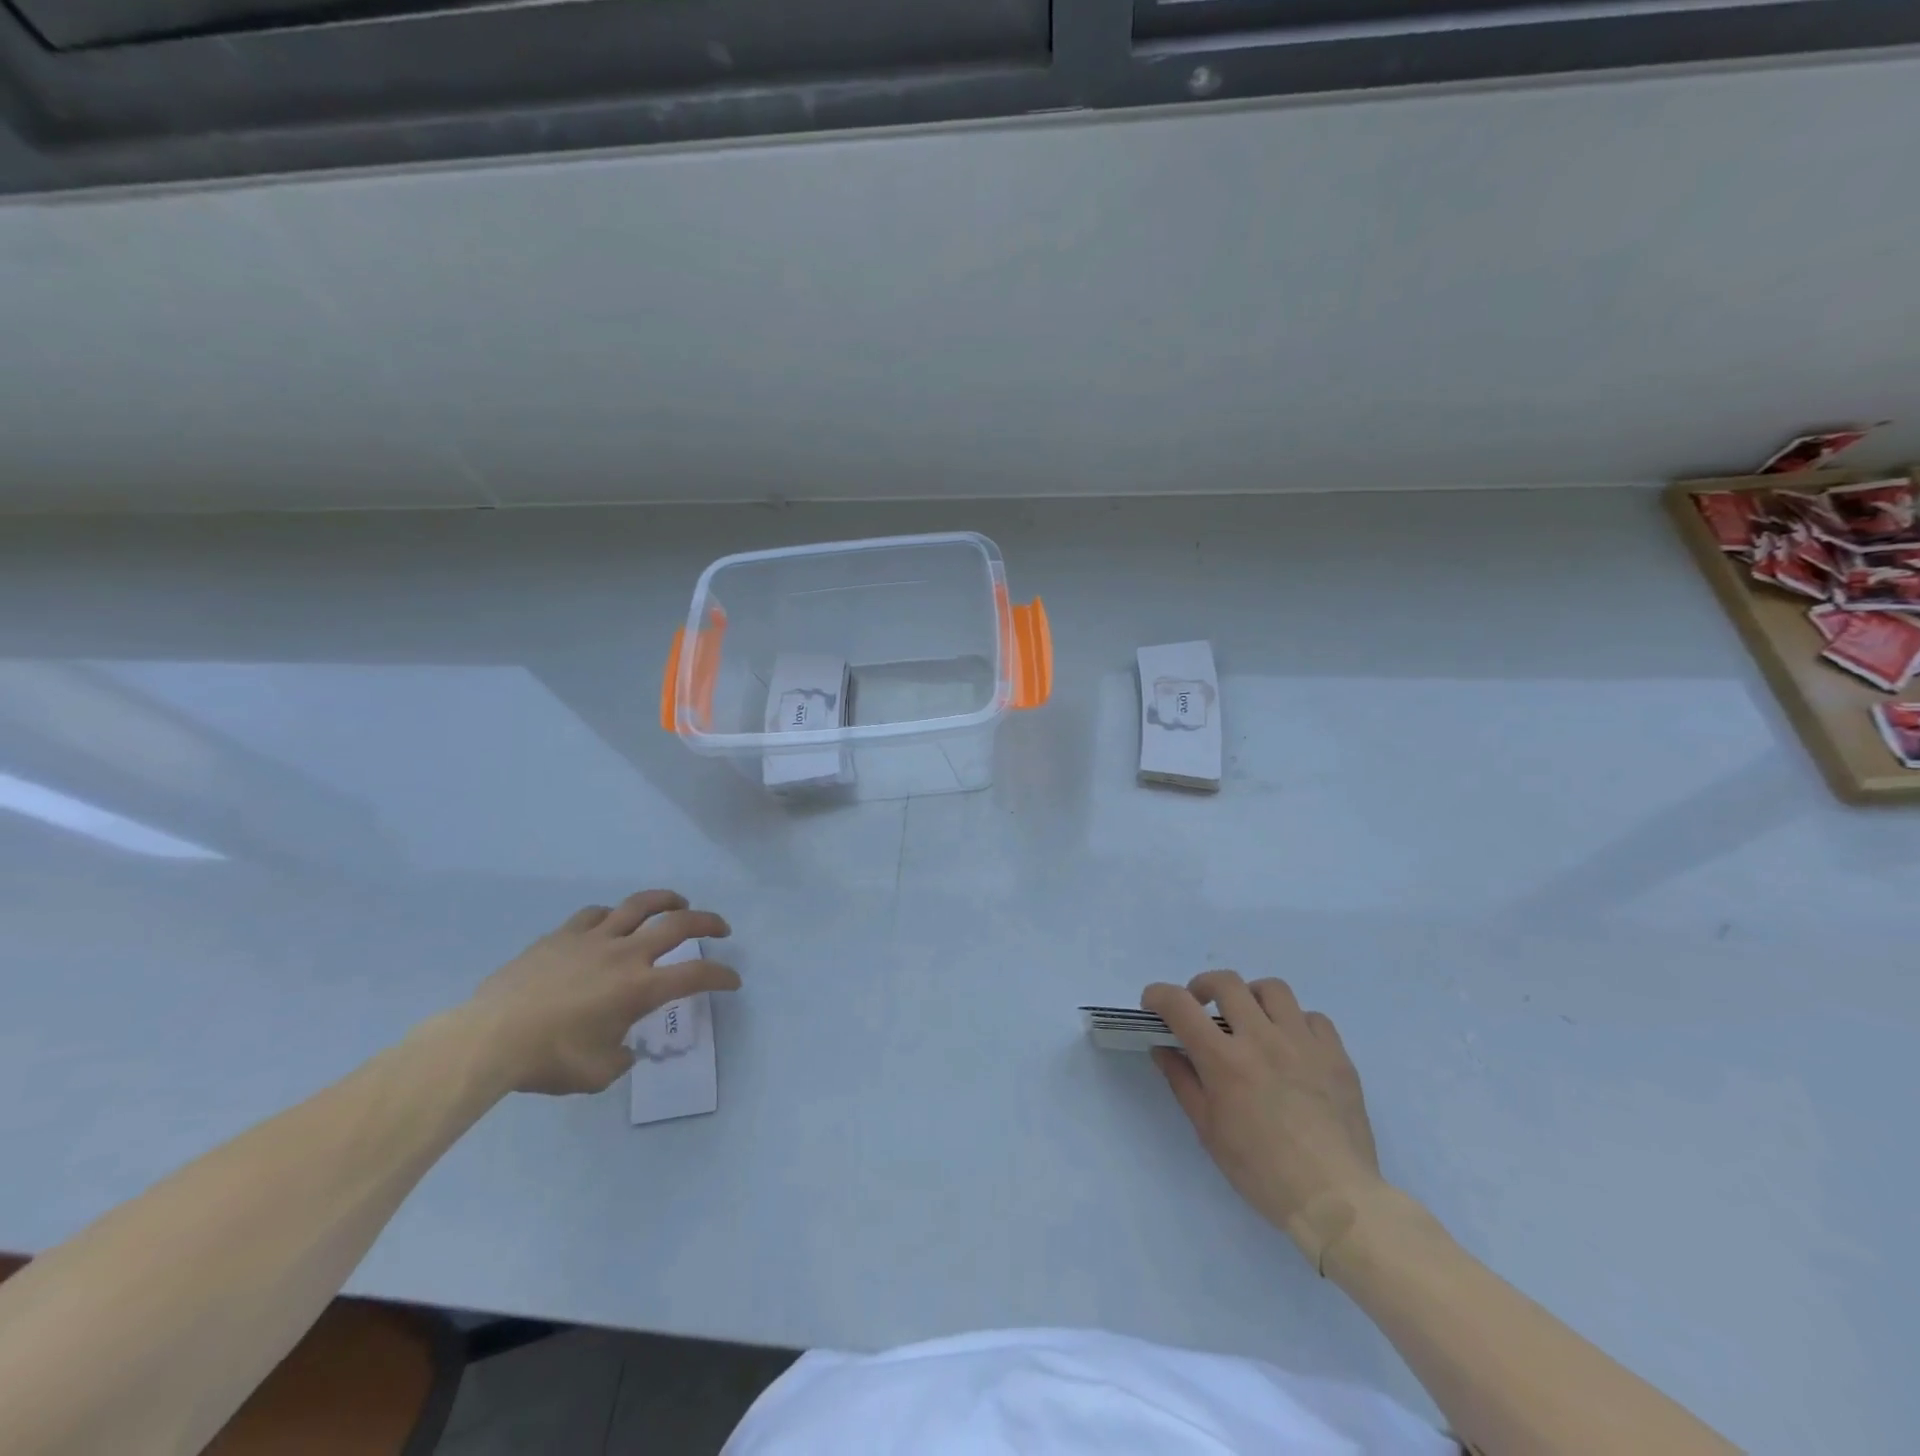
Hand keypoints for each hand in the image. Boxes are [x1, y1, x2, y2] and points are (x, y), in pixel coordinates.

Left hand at [460, 890, 738, 1095]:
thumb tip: (624, 1048)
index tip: (732, 980)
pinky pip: (596, 914)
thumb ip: (621, 1057)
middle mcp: (625, 954)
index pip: (696, 975)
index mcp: (640, 988)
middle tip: (720, 928)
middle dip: (708, 922)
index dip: (721, 975)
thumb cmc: (549, 1060)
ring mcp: (593, 939)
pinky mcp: (562, 935)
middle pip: (679, 924)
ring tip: (678, 902)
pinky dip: (613, 915)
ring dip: (667, 900)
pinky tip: (612, 922)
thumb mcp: (597, 1073)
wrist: (489, 1039)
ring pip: (640, 905)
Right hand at [1143, 972, 1385, 1260]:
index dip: (1159, 995)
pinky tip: (1292, 1046)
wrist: (1336, 1201)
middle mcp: (1261, 1038)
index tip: (1153, 1003)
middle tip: (1200, 1006)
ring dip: (1251, 997)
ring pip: (1272, 989)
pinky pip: (1313, 1018)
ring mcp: (1303, 1043)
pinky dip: (1296, 1023)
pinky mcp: (1336, 1055)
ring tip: (1250, 1019)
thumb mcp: (1208, 1131)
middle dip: (1203, 986)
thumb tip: (1163, 1048)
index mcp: (1224, 1060)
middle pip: (1226, 982)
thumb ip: (1182, 1081)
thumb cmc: (1262, 1172)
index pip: (1180, 1005)